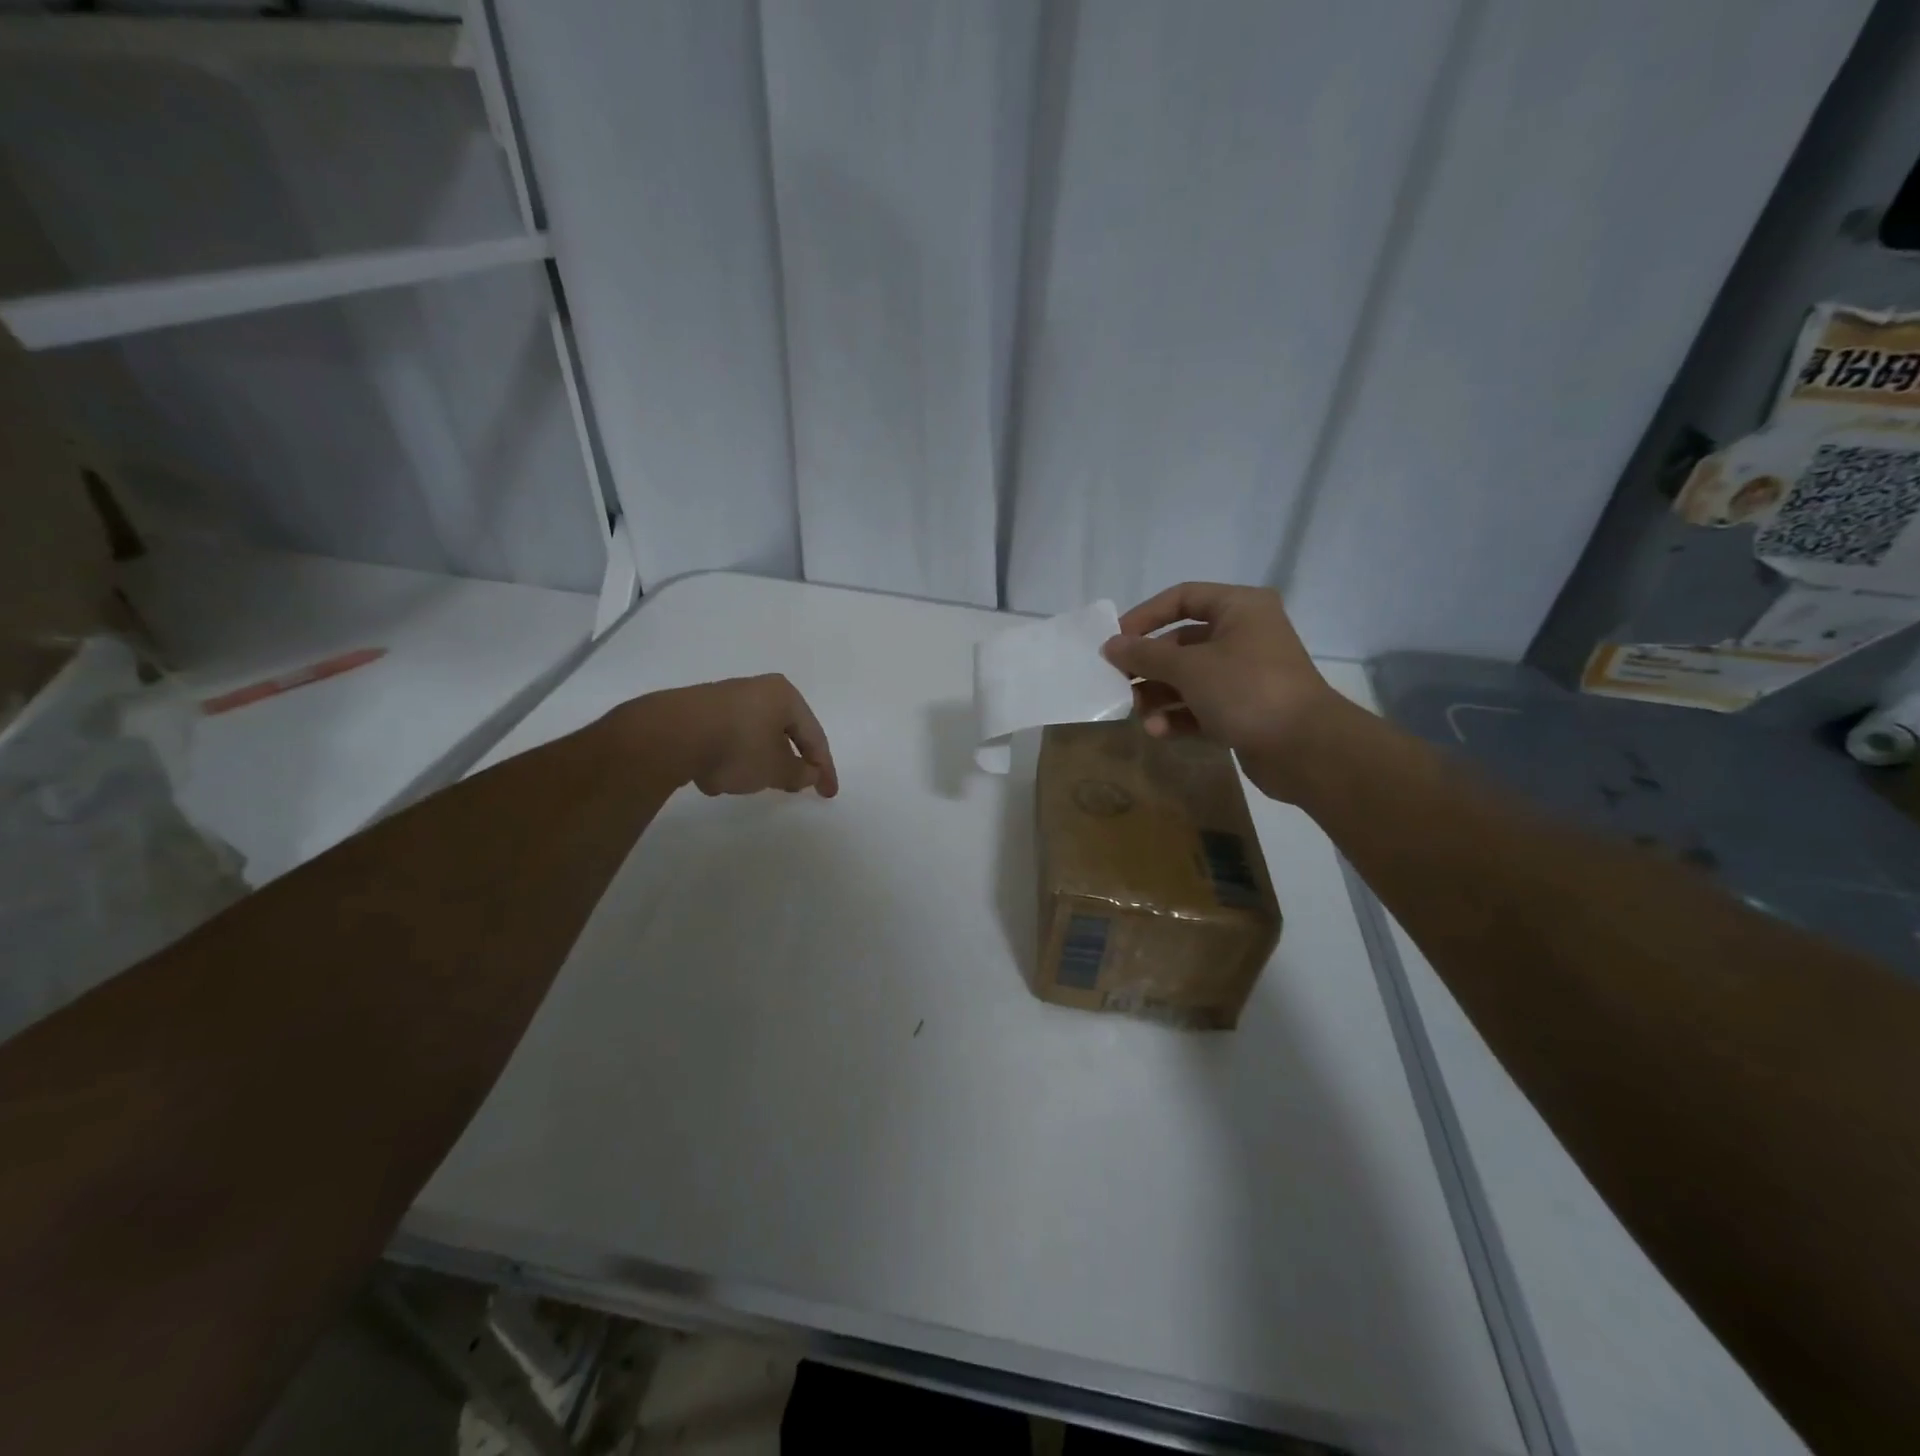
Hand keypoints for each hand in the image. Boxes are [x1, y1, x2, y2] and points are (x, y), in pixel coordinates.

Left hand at [617, 675, 838, 797]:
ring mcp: (725, 698)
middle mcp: (758, 690)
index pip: (815, 736)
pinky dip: (728, 759)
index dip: (824, 769)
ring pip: (753, 738)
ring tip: (745, 785)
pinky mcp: (698, 711)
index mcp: (785, 696)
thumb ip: (800, 774)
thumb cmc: (738, 747)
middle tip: (794, 786)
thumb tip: (809, 774)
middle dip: (787, 762)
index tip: (827, 794)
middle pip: (783, 733)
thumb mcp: (776, 769)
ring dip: (755, 763)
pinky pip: (725, 740)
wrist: (670, 734)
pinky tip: (713, 778)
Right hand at [1102, 582, 1350, 801]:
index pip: (1182, 598)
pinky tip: (1159, 731)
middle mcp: (1243, 635)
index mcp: (1239, 609)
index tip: (1115, 641)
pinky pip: (1200, 705)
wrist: (1305, 749)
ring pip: (1188, 677)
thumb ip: (1144, 655)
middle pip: (1181, 642)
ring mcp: (1244, 674)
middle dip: (1148, 665)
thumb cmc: (1247, 690)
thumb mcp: (1189, 668)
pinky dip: (1178, 715)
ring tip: (1137, 713)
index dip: (1145, 616)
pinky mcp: (1243, 710)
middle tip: (1118, 683)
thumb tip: (1109, 645)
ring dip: (1158, 694)